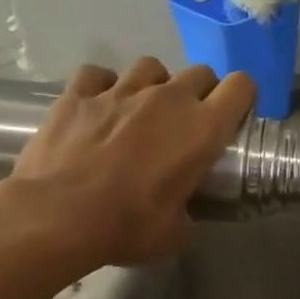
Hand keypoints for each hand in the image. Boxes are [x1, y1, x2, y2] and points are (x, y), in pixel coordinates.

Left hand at [7, 58, 254, 267]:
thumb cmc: (128, 226)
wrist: (57, 216)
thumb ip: (190, 212)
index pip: (241, 86)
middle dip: (201, 92)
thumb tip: (185, 213)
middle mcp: (168, 98)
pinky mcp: (79, 92)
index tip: (233, 116)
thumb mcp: (176, 232)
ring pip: (151, 67)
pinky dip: (102, 86)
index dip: (242, 97)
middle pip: (200, 73)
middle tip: (188, 122)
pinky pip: (98, 74)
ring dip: (154, 85)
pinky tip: (99, 106)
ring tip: (142, 110)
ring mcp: (121, 90)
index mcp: (202, 129)